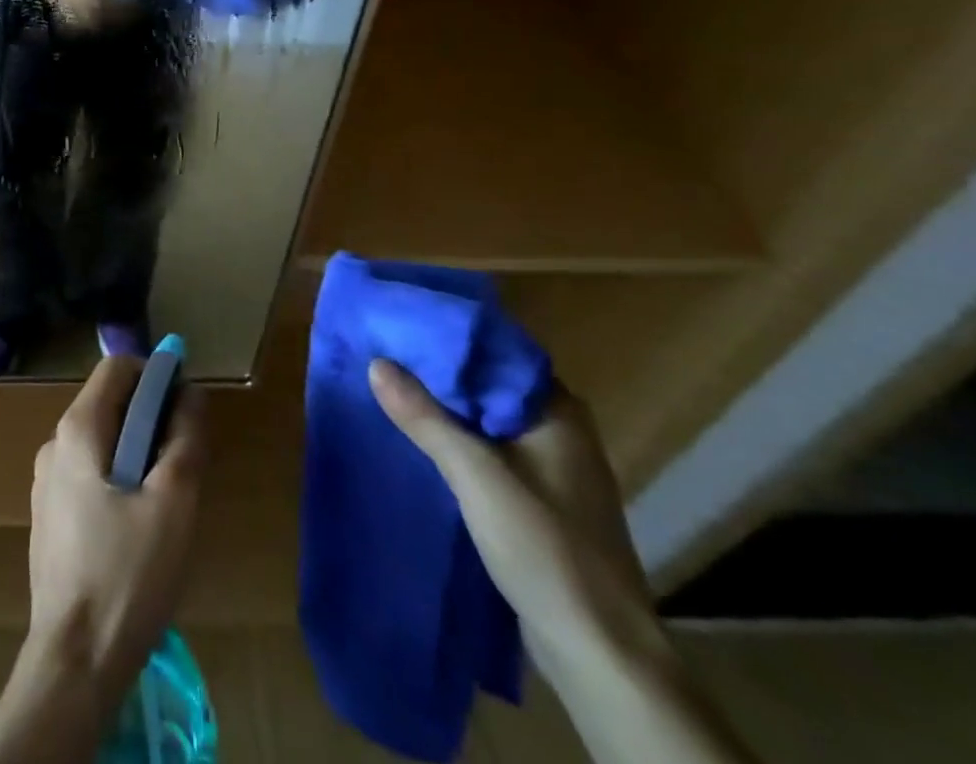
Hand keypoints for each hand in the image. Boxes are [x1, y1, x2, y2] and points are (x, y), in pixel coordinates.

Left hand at [26, 357, 207, 703]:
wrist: (74, 661)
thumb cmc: (127, 574)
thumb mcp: (173, 502)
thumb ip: (185, 438)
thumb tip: (192, 393)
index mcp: (78, 429)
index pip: (117, 368)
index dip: (155, 376)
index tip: (185, 408)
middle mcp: (54, 444)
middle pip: (109, 404)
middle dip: (150, 419)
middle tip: (182, 461)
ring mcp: (46, 482)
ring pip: (101, 442)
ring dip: (137, 452)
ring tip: (165, 501)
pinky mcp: (49, 517)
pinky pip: (88, 475)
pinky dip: (117, 479)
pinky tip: (136, 529)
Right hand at [367, 360, 662, 682]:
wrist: (599, 652)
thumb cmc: (544, 546)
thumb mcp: (475, 474)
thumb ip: (425, 417)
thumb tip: (376, 362)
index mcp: (557, 409)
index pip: (496, 352)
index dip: (448, 337)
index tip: (401, 325)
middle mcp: (560, 428)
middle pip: (489, 385)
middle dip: (440, 373)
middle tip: (385, 354)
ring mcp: (554, 468)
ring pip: (488, 420)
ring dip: (447, 409)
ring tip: (392, 390)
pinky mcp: (542, 501)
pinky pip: (492, 452)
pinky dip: (459, 441)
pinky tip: (422, 441)